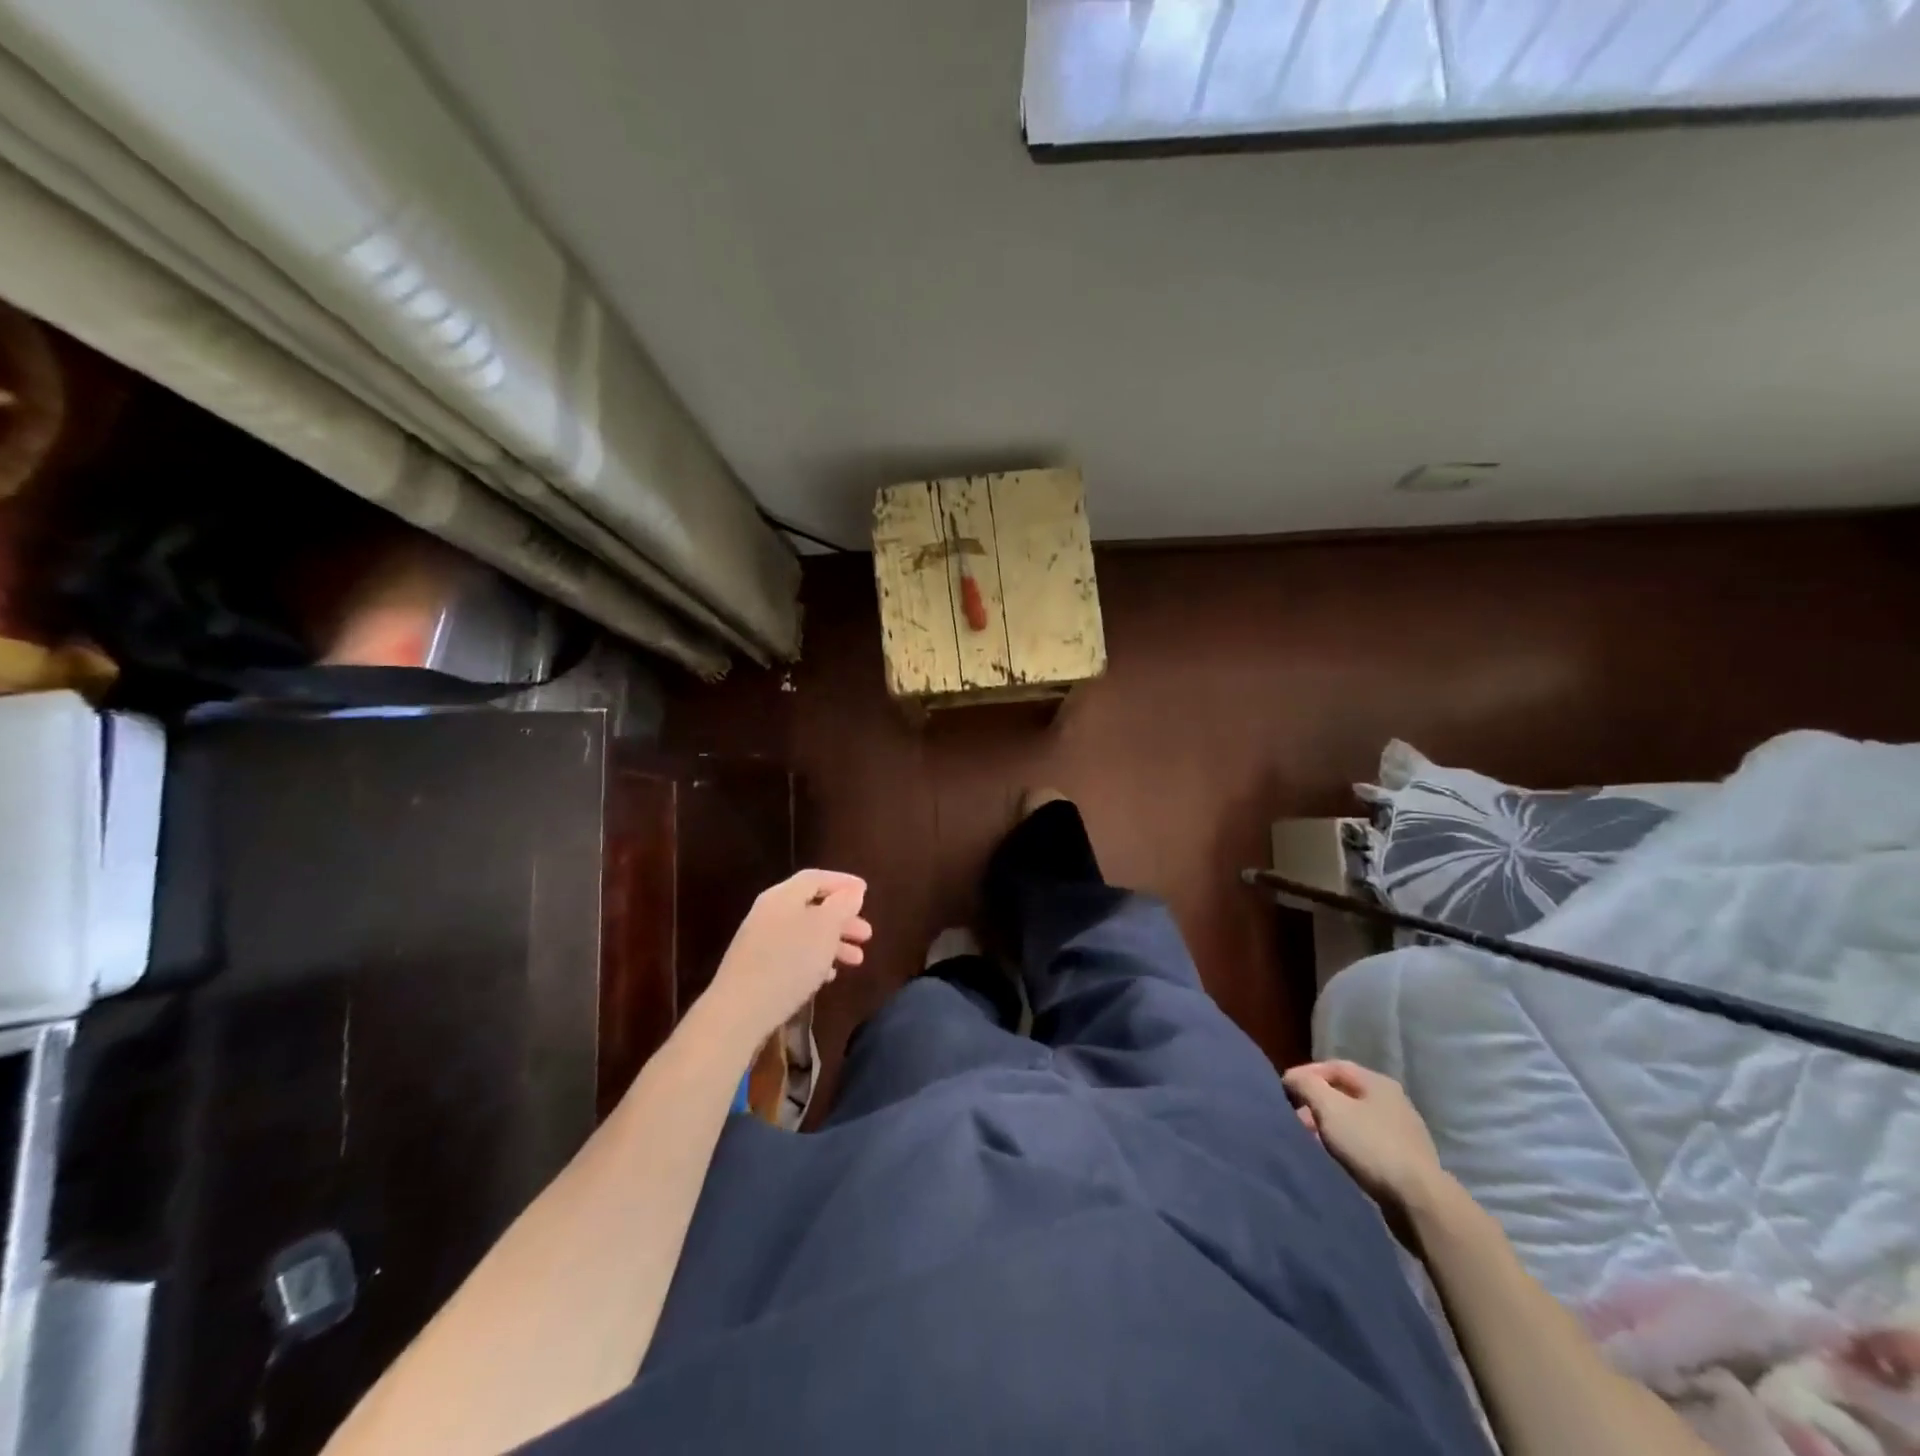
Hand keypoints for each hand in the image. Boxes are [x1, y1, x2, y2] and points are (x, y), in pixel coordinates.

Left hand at [700, 870, 870, 1051]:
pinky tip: (828, 977)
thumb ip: (842, 905)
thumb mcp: (824, 929)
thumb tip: (853, 890)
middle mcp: (769, 912)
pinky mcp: (756, 968)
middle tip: (867, 934)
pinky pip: (792, 955)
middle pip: (812, 907)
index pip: (816, 878)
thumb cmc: (789, 962)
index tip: (866, 892)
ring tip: (856, 961)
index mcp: (783, 896)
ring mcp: (760, 941)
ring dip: (833, 943)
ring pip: (804, 933)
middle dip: (843, 919)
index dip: (843, 882)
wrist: (739, 1011)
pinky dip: (814, 960)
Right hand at [1282, 1060, 1448, 1215]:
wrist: (1419, 1202)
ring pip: (1354, 1120)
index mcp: (1378, 1082)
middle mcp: (1393, 1102)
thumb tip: (1292, 1078)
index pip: (1333, 1066)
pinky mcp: (1405, 1161)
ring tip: (1310, 1140)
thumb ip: (1306, 1085)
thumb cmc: (1370, 1145)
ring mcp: (1402, 1132)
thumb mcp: (1329, 1108)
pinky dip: (1345, 1144)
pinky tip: (1335, 1158)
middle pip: (1344, 1094)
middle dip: (1316, 1103)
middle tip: (1295, 1118)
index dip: (1306, 1074)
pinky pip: (1366, 1143)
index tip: (1285, 1090)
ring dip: (1329, 1126)